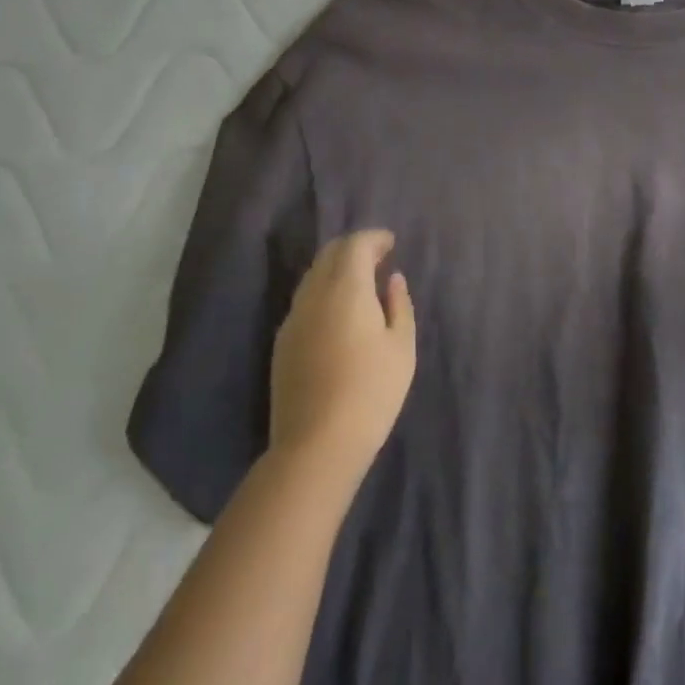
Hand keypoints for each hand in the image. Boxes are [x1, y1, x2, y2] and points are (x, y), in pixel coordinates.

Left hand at [269, 229, 416, 483]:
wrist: (316, 446)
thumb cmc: (371, 392)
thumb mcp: (402, 347)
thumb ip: (399, 305)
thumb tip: (393, 280)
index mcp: (346, 288)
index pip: (355, 245)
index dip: (374, 238)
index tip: (391, 243)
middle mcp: (314, 294)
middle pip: (329, 255)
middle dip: (354, 248)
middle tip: (378, 258)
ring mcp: (293, 319)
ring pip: (313, 277)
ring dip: (336, 270)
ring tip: (361, 283)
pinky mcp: (283, 343)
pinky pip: (305, 300)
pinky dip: (324, 292)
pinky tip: (339, 312)